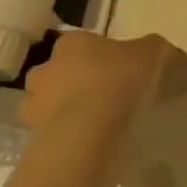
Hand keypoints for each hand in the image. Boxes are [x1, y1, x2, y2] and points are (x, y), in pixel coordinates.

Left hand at [21, 32, 186, 139]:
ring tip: (92, 125)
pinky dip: (62, 136)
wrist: (89, 131)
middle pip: (60, 71)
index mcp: (72, 42)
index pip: (80, 42)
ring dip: (64, 109)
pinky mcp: (32, 134)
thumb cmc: (119, 81)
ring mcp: (34, 102)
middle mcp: (46, 66)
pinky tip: (84, 144)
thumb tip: (154, 51)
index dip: (98, 56)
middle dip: (76, 82)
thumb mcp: (152, 53)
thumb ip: (152, 48)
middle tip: (104, 97)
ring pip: (48, 102)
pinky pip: (49, 132)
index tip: (117, 71)